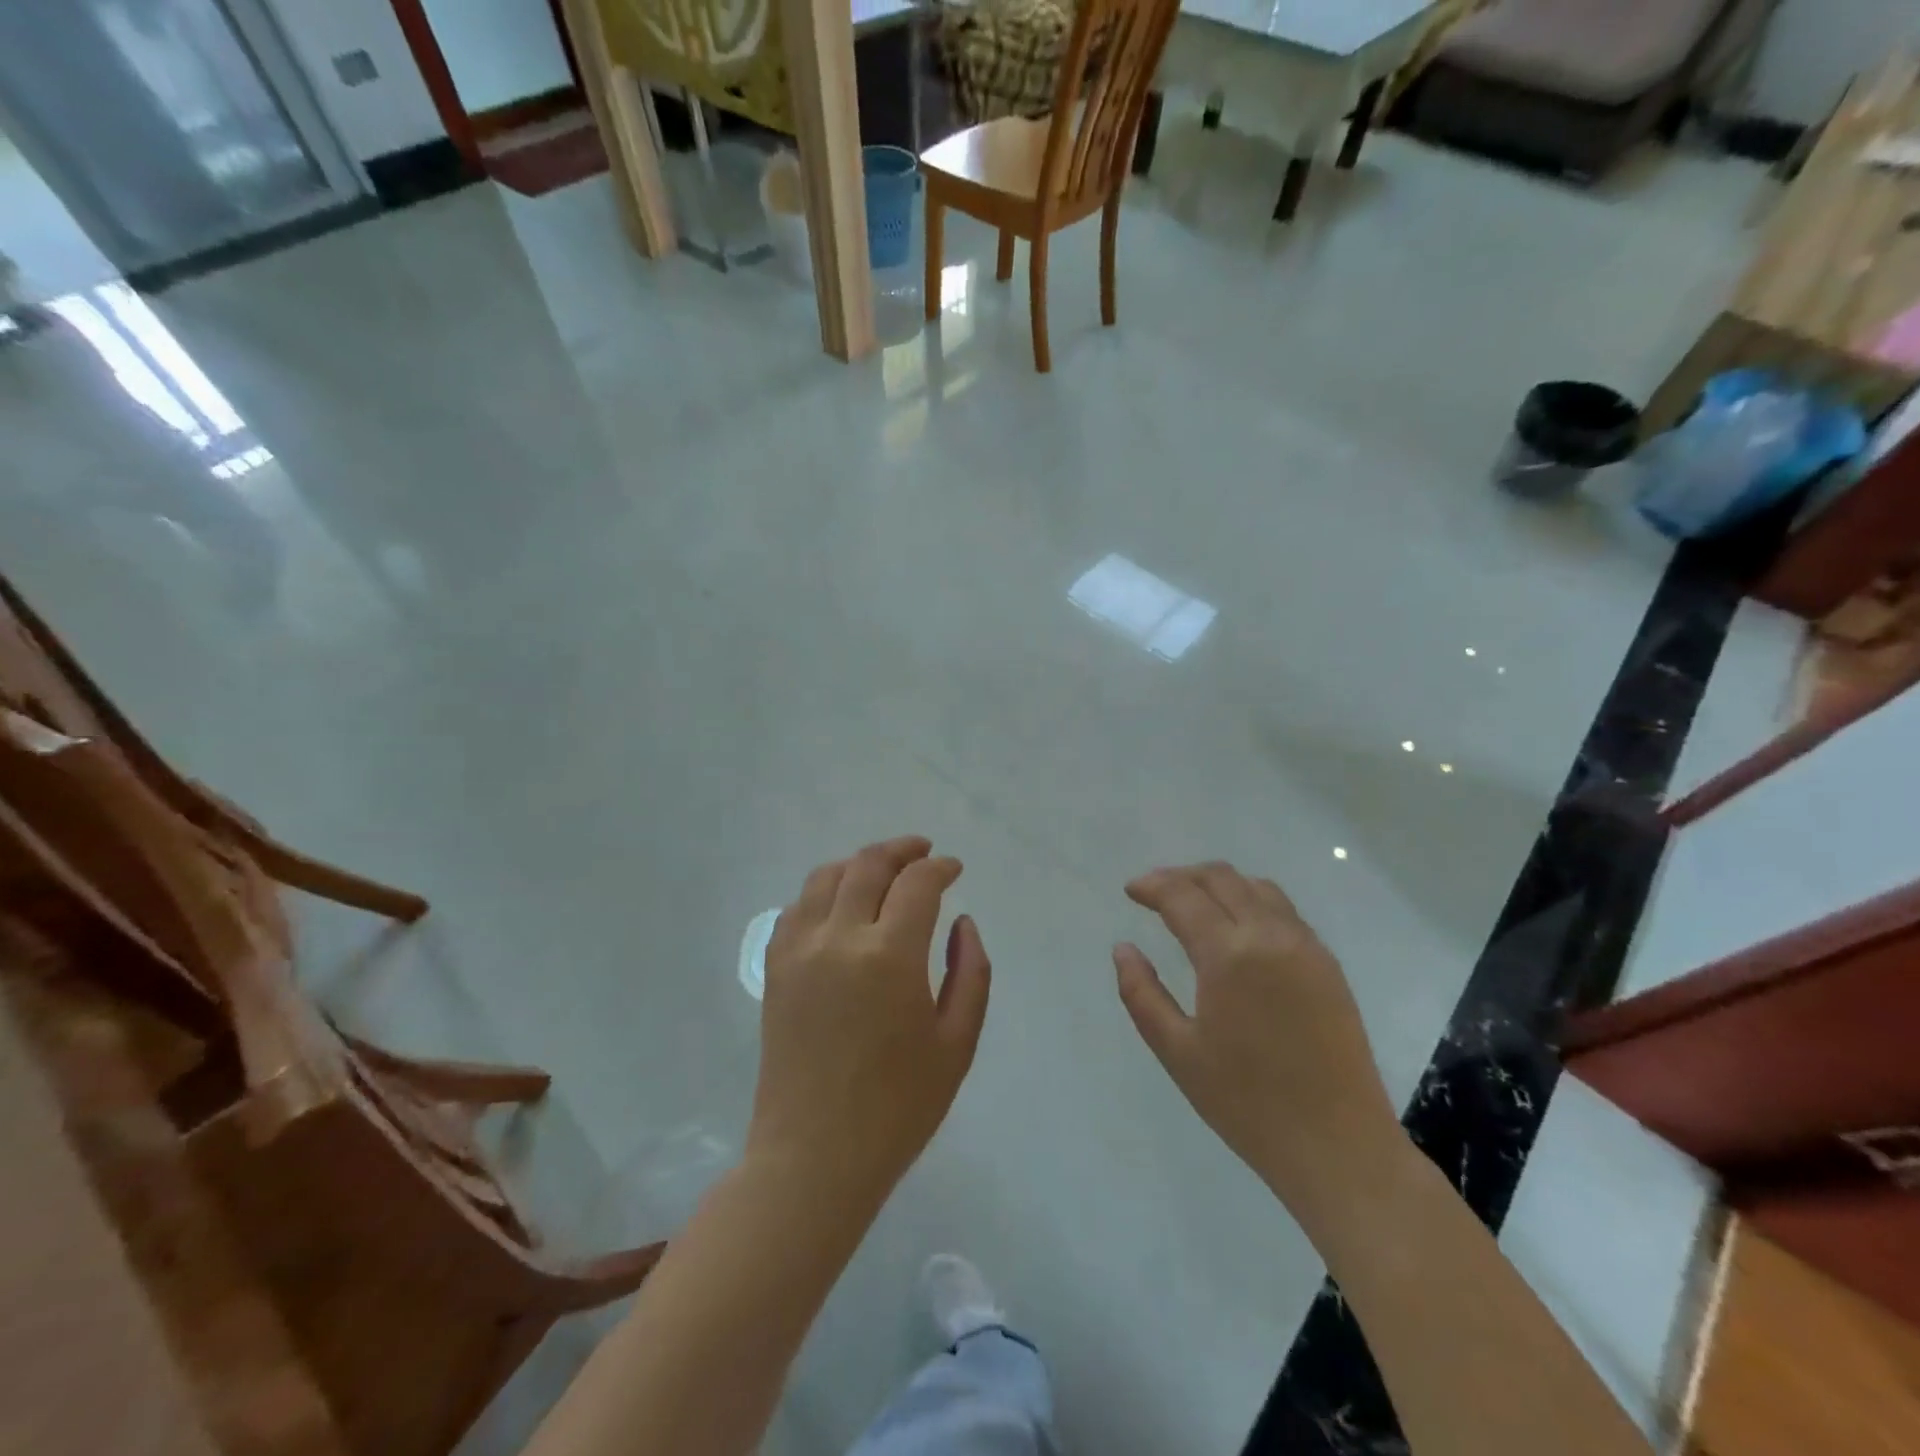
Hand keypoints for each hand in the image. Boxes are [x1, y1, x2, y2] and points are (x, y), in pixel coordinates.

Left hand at [746, 836, 990, 1208]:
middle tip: (923, 852)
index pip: (917, 884)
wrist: (814, 1156)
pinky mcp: (775, 968)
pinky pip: (797, 907)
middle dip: (902, 850)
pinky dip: (823, 891)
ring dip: (859, 863)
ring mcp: (799, 950)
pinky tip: (840, 905)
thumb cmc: (898, 1108)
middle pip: (868, 865)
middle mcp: (839, 938)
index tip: (954, 869)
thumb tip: (962, 922)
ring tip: (883, 871)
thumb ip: (970, 972)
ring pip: (826, 877)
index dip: (940, 867)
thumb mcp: (957, 1044)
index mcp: (889, 956)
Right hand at [1114, 863, 1402, 1211]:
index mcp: (1229, 955)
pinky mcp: (1328, 963)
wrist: (1339, 1147)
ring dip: (1219, 883)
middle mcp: (1270, 935)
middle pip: (1221, 877)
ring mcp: (1306, 946)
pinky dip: (1250, 901)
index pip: (1183, 896)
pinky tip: (1236, 928)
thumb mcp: (1177, 1052)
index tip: (1131, 890)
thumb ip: (1141, 993)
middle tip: (1155, 892)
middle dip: (1182, 876)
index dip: (1152, 886)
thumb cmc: (1247, 1103)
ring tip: (1193, 903)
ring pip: (1256, 887)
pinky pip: (1283, 910)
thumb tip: (1123, 948)